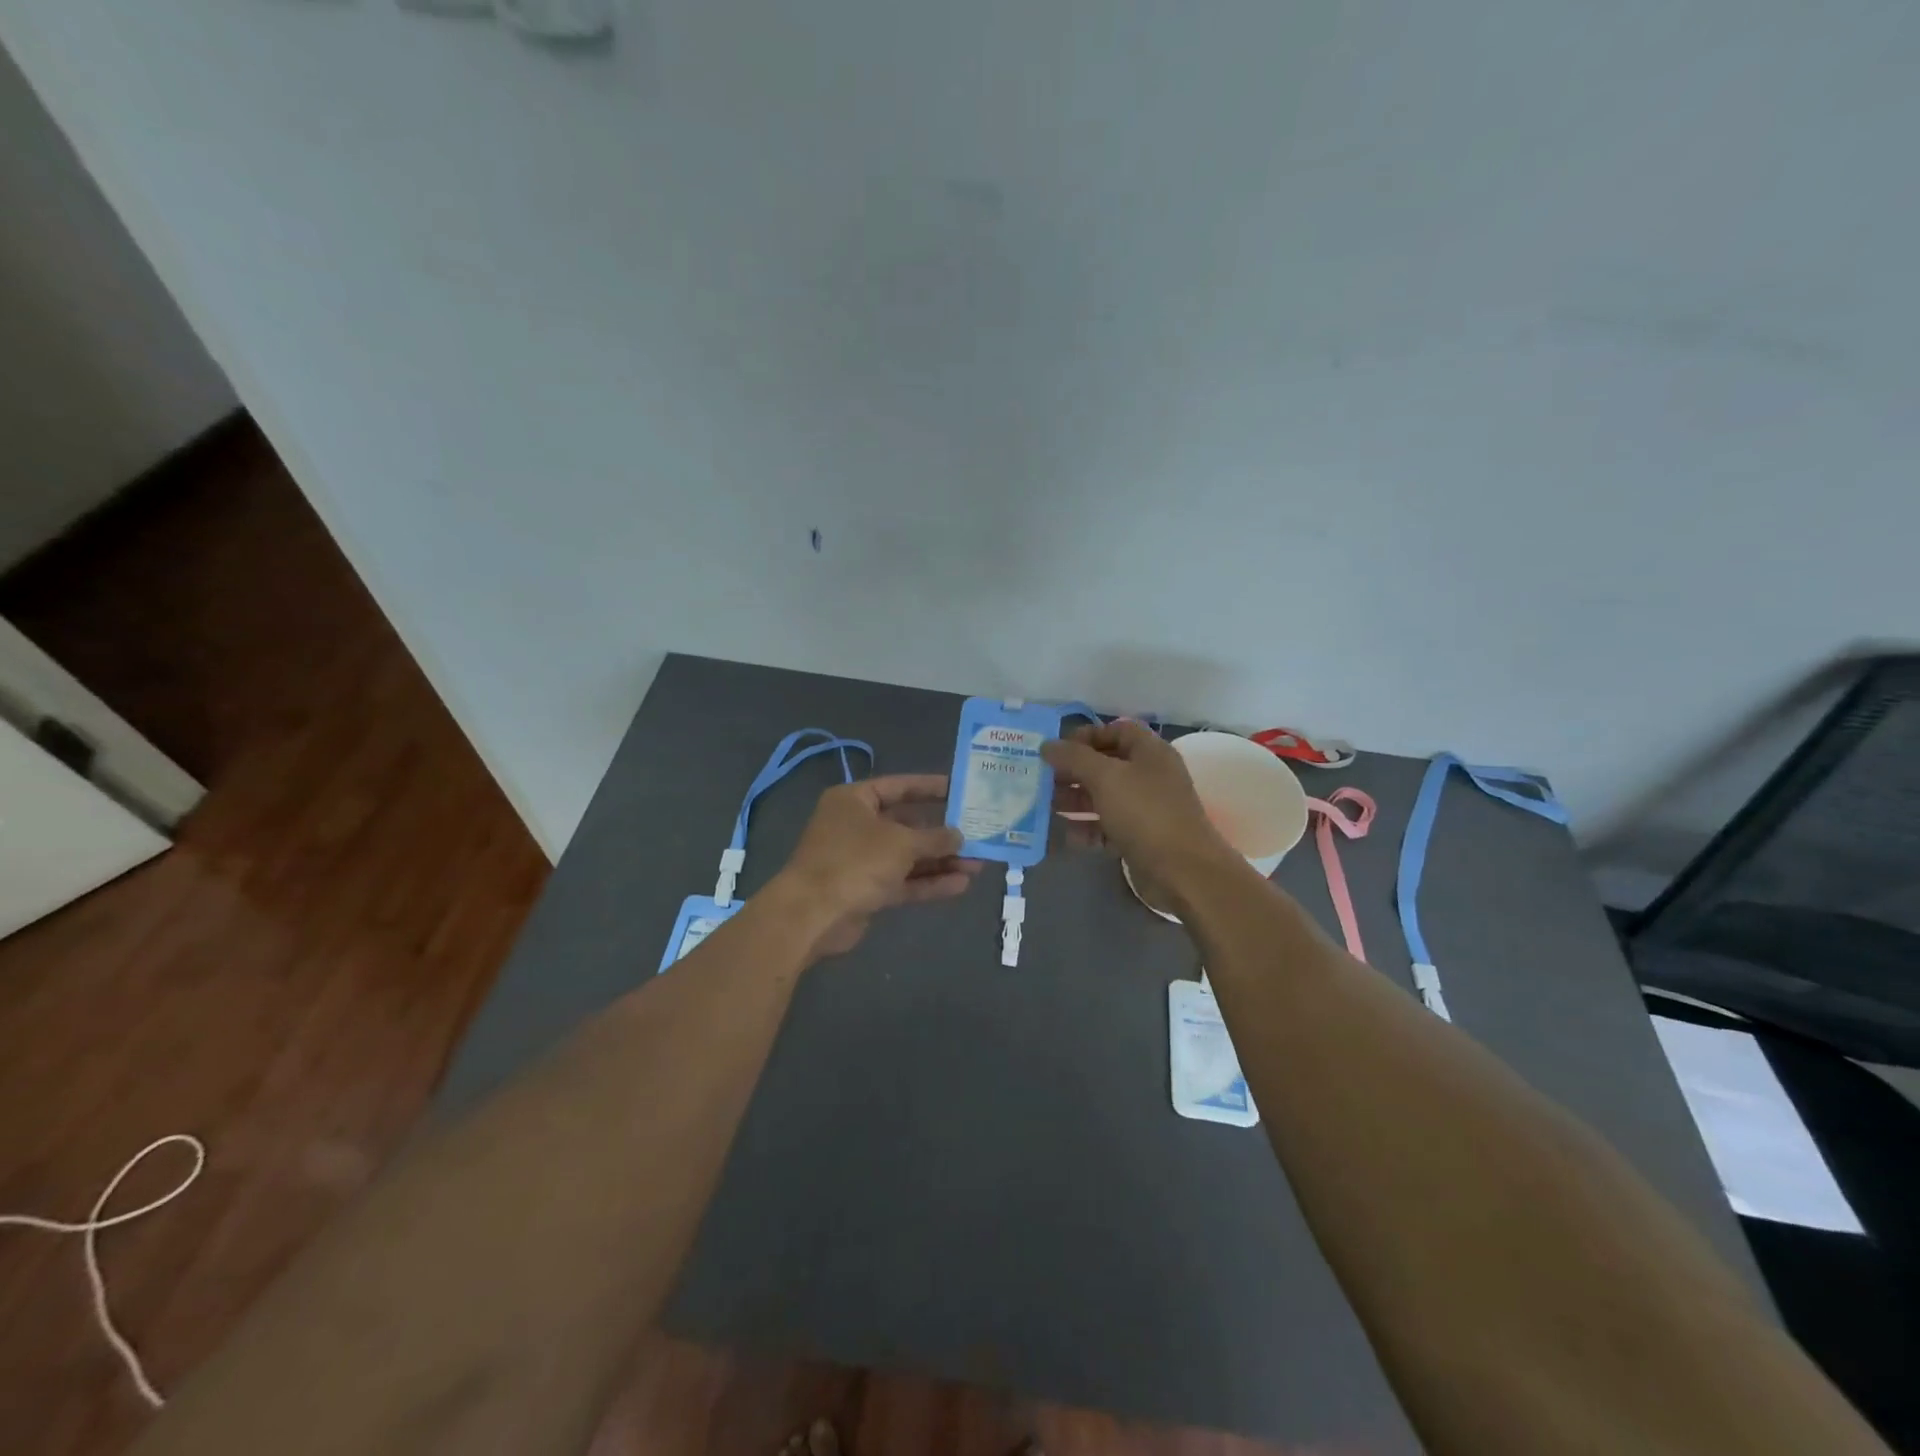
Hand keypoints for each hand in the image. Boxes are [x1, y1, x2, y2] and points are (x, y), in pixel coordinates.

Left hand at [765, 774, 983, 959]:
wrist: (812, 915)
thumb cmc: (855, 861)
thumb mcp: (901, 843)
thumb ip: (934, 838)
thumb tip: (960, 836)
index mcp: (855, 800)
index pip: (898, 786)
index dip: (930, 787)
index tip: (960, 790)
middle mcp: (856, 825)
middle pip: (906, 824)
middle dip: (941, 832)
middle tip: (977, 833)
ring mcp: (860, 860)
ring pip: (907, 856)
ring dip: (940, 861)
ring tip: (978, 864)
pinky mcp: (866, 890)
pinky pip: (902, 881)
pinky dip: (928, 882)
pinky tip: (961, 885)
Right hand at [1042, 722, 1238, 888]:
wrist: (1183, 871)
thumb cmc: (1145, 813)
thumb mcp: (1106, 778)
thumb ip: (1074, 758)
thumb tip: (1047, 745)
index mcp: (1149, 752)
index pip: (1116, 730)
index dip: (1086, 735)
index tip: (1057, 750)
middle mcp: (1150, 775)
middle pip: (1106, 764)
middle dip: (1073, 771)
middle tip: (1043, 779)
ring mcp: (1147, 808)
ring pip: (1104, 796)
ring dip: (1075, 799)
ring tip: (1045, 806)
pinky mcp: (1141, 837)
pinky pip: (1108, 826)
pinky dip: (1088, 828)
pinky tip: (1066, 835)